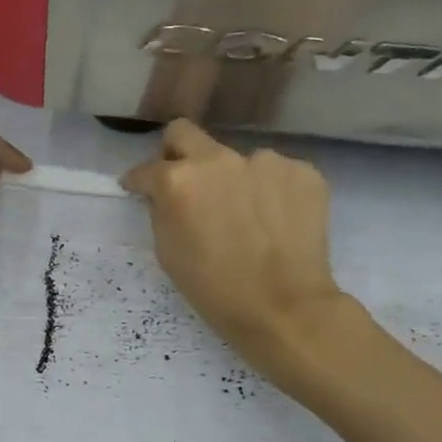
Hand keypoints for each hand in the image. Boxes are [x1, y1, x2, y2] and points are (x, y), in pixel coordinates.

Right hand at [121, 120, 353, 375]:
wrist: (285, 308)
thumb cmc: (215, 289)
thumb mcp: (168, 253)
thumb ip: (161, 211)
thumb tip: (164, 195)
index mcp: (178, 180)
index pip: (146, 169)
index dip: (138, 181)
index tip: (138, 188)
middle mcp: (219, 160)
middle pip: (185, 133)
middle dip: (175, 153)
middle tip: (183, 182)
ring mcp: (265, 161)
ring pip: (236, 160)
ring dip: (232, 179)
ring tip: (244, 215)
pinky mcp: (303, 172)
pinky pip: (275, 174)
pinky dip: (269, 192)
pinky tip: (273, 220)